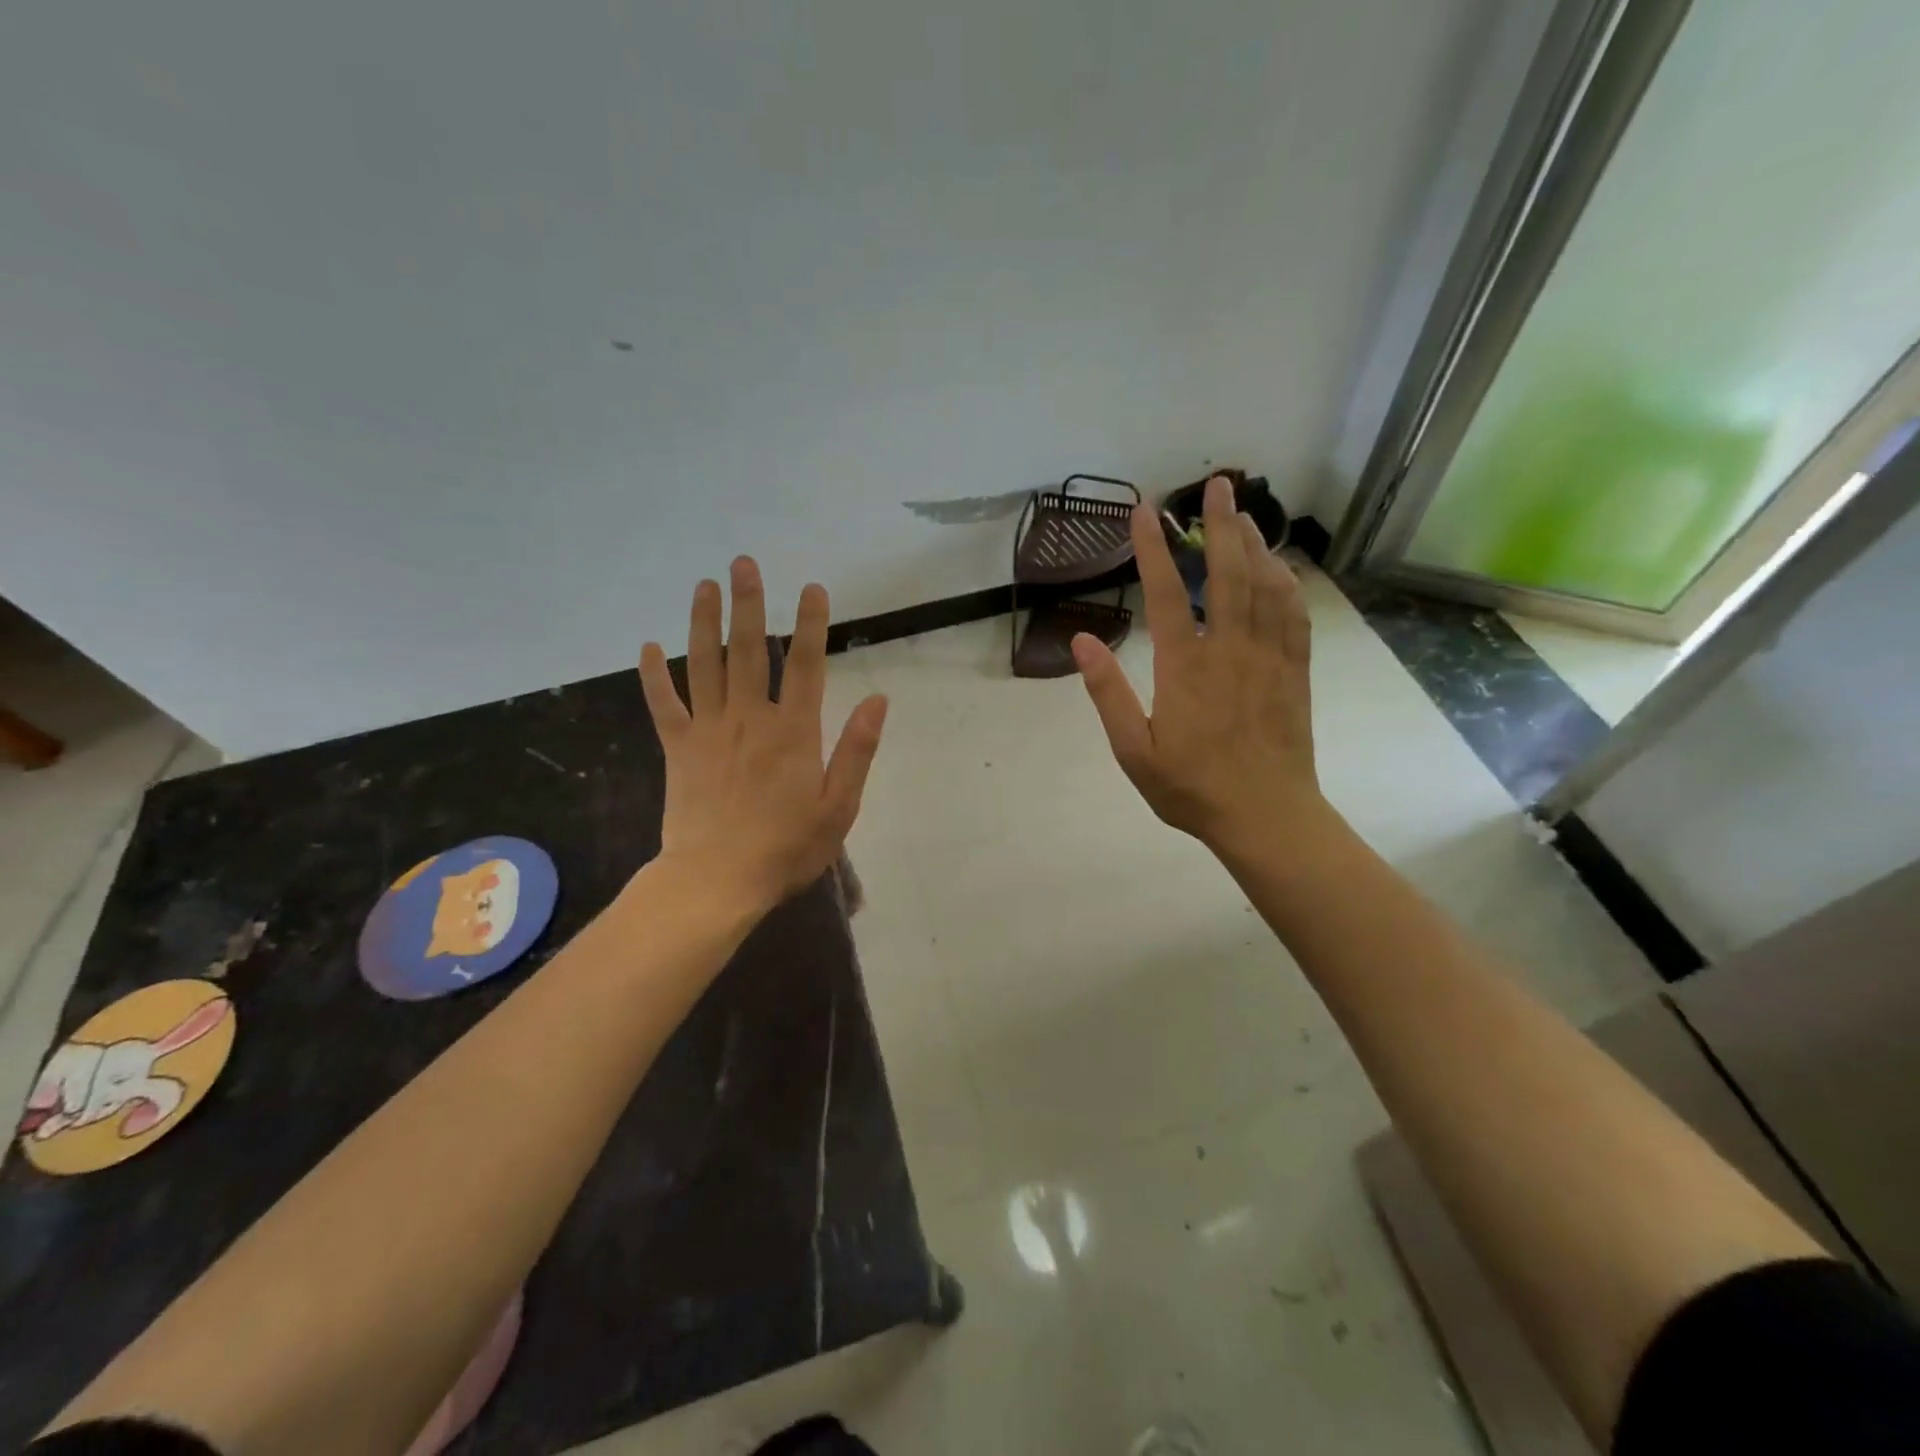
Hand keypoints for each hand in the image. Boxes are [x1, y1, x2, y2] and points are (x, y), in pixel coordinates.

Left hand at [639, 558, 887, 913]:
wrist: (717, 881)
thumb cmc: (786, 848)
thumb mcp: (839, 806)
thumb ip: (857, 750)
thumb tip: (878, 699)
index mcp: (793, 732)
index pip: (807, 666)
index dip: (812, 624)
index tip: (812, 588)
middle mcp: (750, 718)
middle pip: (750, 651)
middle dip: (749, 604)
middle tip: (743, 563)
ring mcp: (709, 730)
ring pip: (704, 664)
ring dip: (703, 622)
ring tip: (704, 585)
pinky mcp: (677, 748)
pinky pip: (663, 704)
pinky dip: (652, 675)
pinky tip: (646, 646)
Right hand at [1072, 475, 1322, 853]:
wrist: (1266, 817)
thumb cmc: (1191, 789)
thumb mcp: (1133, 752)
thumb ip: (1108, 694)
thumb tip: (1081, 641)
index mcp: (1185, 669)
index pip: (1167, 595)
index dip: (1153, 550)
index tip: (1144, 512)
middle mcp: (1230, 651)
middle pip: (1227, 574)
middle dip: (1220, 526)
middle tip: (1219, 485)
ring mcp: (1268, 659)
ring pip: (1265, 587)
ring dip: (1255, 545)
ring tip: (1244, 516)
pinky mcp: (1295, 672)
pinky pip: (1294, 615)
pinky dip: (1286, 583)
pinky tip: (1279, 568)